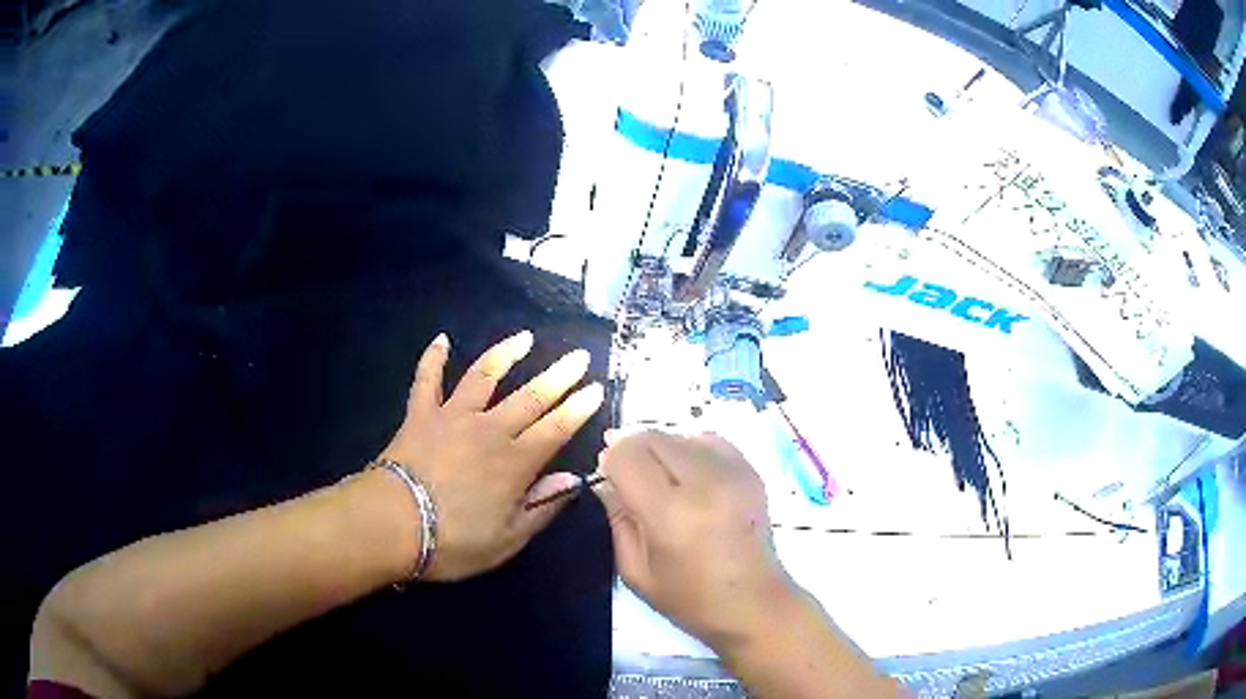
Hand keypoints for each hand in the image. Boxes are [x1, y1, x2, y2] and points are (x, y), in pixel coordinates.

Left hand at [379, 331, 603, 581]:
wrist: (392, 524)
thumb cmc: (453, 541)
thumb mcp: (507, 539)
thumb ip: (542, 508)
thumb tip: (573, 480)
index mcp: (514, 463)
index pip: (556, 430)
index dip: (578, 409)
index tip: (596, 388)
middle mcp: (489, 431)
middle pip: (530, 397)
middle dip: (558, 376)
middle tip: (578, 355)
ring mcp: (452, 417)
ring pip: (484, 376)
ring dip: (505, 354)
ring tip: (525, 337)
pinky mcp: (420, 414)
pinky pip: (427, 379)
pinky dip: (433, 358)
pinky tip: (442, 339)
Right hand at [594, 431, 796, 651]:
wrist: (755, 604)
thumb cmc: (691, 600)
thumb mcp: (636, 572)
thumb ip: (617, 519)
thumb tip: (606, 480)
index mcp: (671, 514)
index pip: (627, 455)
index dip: (610, 461)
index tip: (609, 479)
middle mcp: (704, 484)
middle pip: (652, 437)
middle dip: (633, 451)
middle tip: (632, 481)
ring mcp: (733, 473)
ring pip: (679, 434)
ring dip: (662, 450)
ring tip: (664, 482)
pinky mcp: (751, 471)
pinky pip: (709, 440)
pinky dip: (691, 450)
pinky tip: (691, 478)